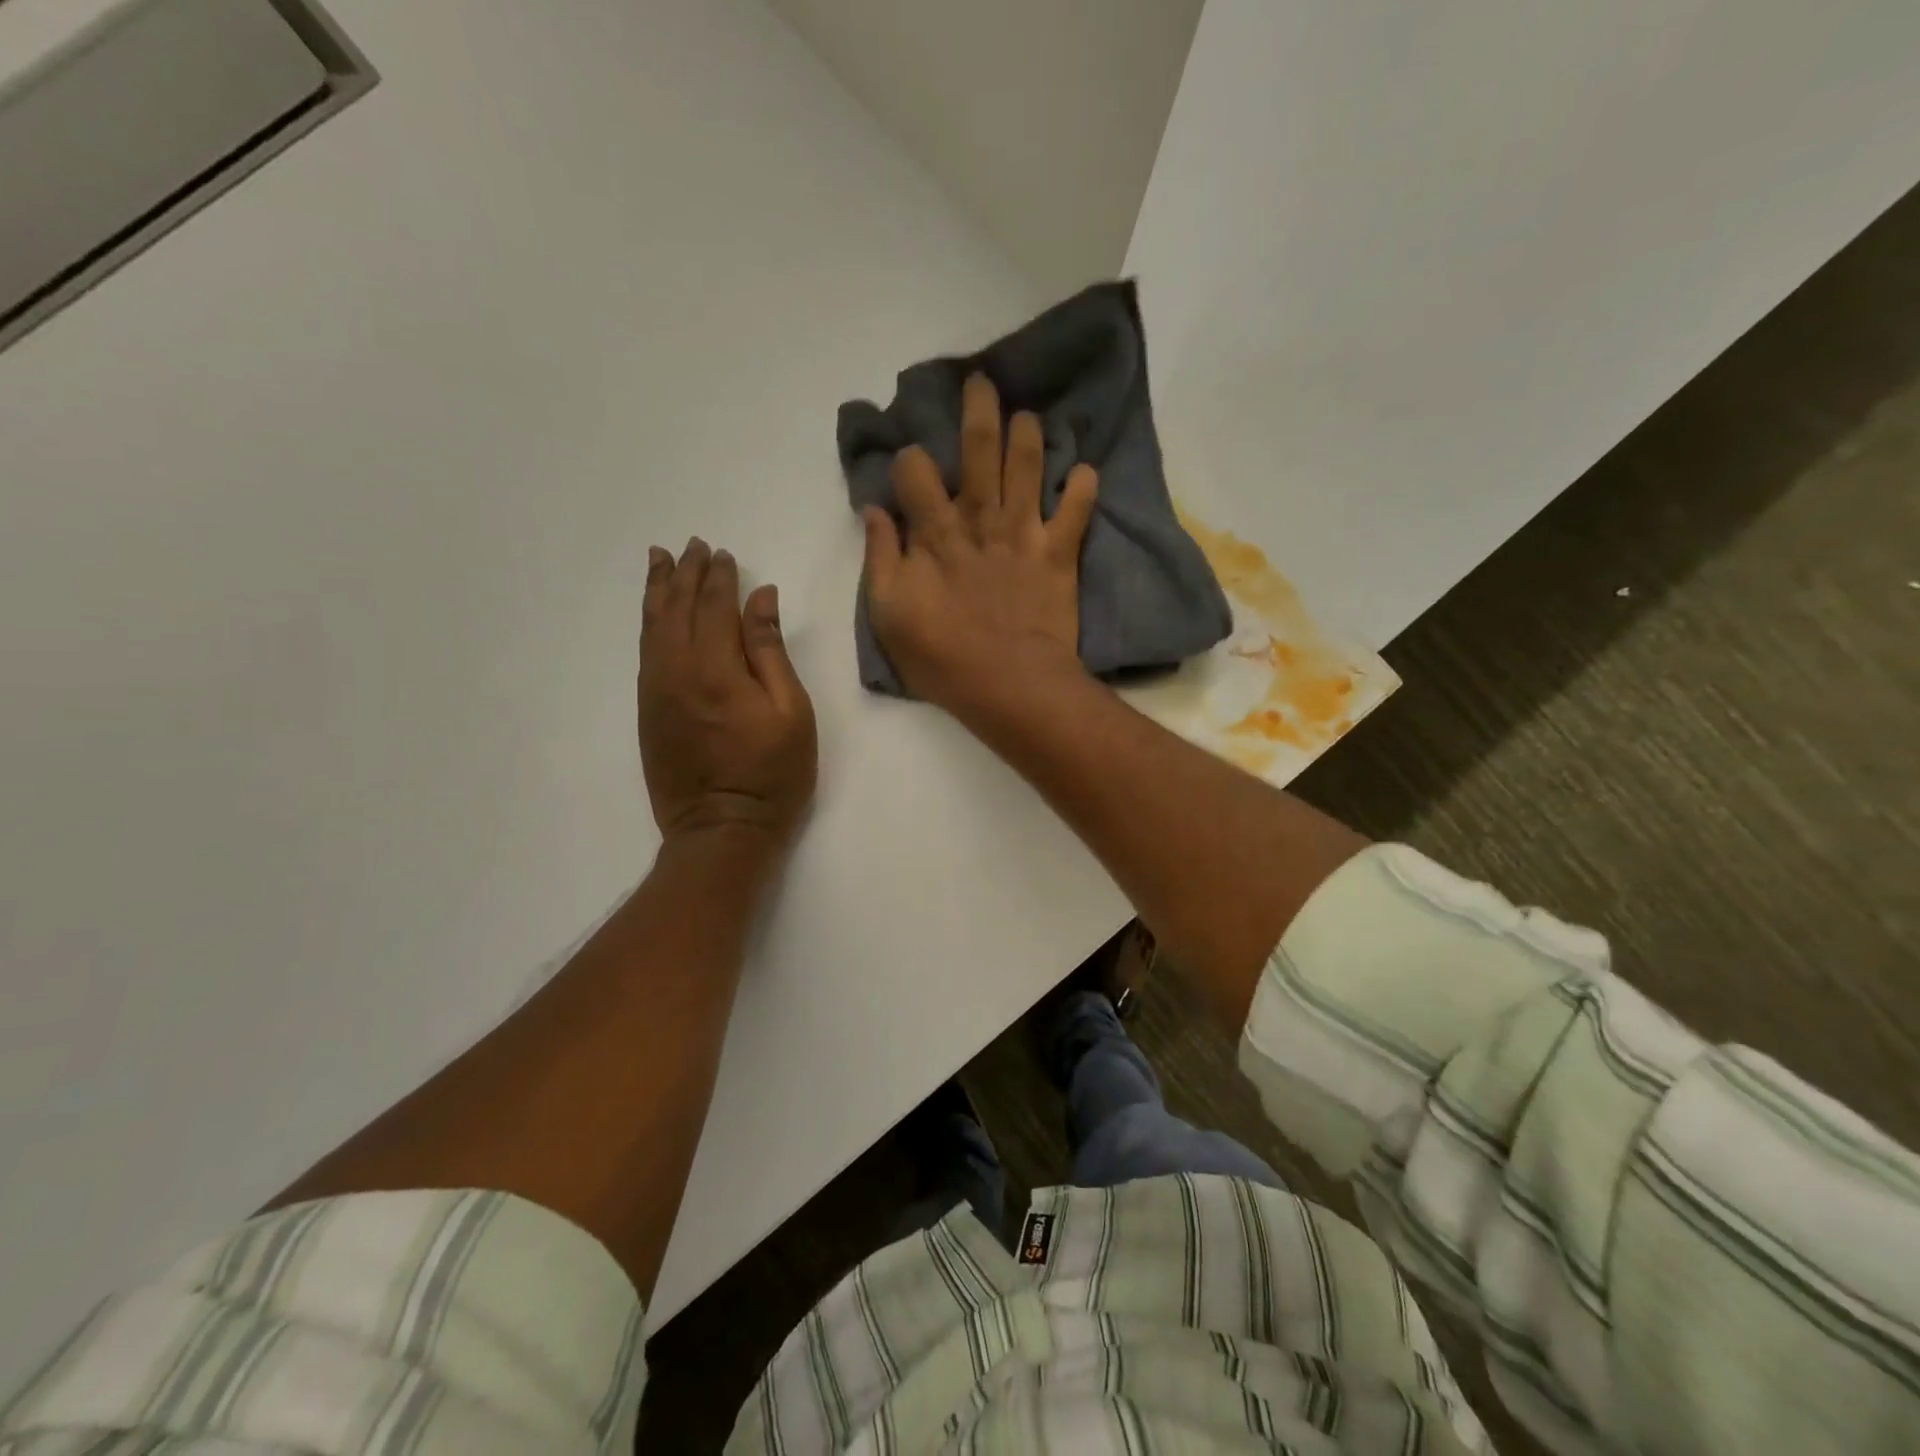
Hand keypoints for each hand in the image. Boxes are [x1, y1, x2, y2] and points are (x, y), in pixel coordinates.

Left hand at [639, 539, 816, 862]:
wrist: (721, 830)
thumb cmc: (772, 774)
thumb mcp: (791, 712)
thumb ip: (771, 651)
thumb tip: (761, 599)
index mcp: (717, 669)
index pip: (716, 606)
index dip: (720, 577)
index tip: (723, 554)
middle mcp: (678, 671)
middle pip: (677, 608)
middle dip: (685, 574)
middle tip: (691, 546)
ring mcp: (657, 691)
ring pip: (652, 627)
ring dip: (657, 591)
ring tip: (659, 561)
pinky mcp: (648, 711)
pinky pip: (644, 653)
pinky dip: (648, 624)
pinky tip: (654, 613)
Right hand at [863, 373, 1098, 716]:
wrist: (1010, 684)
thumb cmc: (942, 656)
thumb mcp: (888, 614)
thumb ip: (881, 558)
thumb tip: (875, 511)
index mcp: (935, 533)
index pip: (916, 472)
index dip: (909, 461)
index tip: (909, 467)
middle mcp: (980, 519)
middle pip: (978, 450)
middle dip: (979, 411)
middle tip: (983, 382)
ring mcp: (1024, 533)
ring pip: (1028, 467)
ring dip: (1029, 435)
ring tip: (1029, 415)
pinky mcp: (1058, 554)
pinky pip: (1076, 512)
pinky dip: (1082, 488)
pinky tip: (1084, 471)